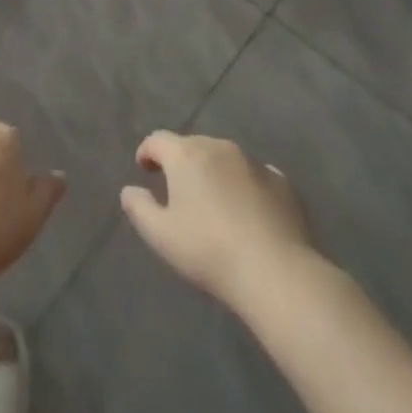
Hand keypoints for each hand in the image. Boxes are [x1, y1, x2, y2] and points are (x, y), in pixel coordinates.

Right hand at [120, 131, 316, 304]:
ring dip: (214, 172)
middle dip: (182, 163)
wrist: (276, 272)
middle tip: (178, 191)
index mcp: (186, 155)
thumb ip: (139, 208)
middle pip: (192, 146)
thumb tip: (129, 191)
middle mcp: (219, 147)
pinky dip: (245, 186)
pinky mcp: (282, 183)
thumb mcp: (161, 236)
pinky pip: (254, 176)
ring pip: (225, 158)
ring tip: (214, 202)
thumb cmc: (209, 251)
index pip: (158, 140)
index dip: (147, 152)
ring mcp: (254, 162)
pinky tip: (248, 212)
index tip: (144, 169)